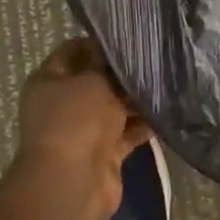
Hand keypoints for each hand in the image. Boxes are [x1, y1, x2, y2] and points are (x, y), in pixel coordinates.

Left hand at [8, 38, 150, 219]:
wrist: (73, 183)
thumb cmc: (77, 120)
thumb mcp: (94, 80)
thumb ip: (110, 66)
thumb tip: (124, 55)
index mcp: (49, 81)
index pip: (75, 50)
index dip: (101, 42)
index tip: (133, 37)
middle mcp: (64, 104)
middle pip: (98, 80)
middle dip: (125, 73)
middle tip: (157, 58)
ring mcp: (84, 130)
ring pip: (116, 107)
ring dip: (138, 99)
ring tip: (169, 81)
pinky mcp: (105, 153)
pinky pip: (128, 132)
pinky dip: (145, 125)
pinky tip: (168, 111)